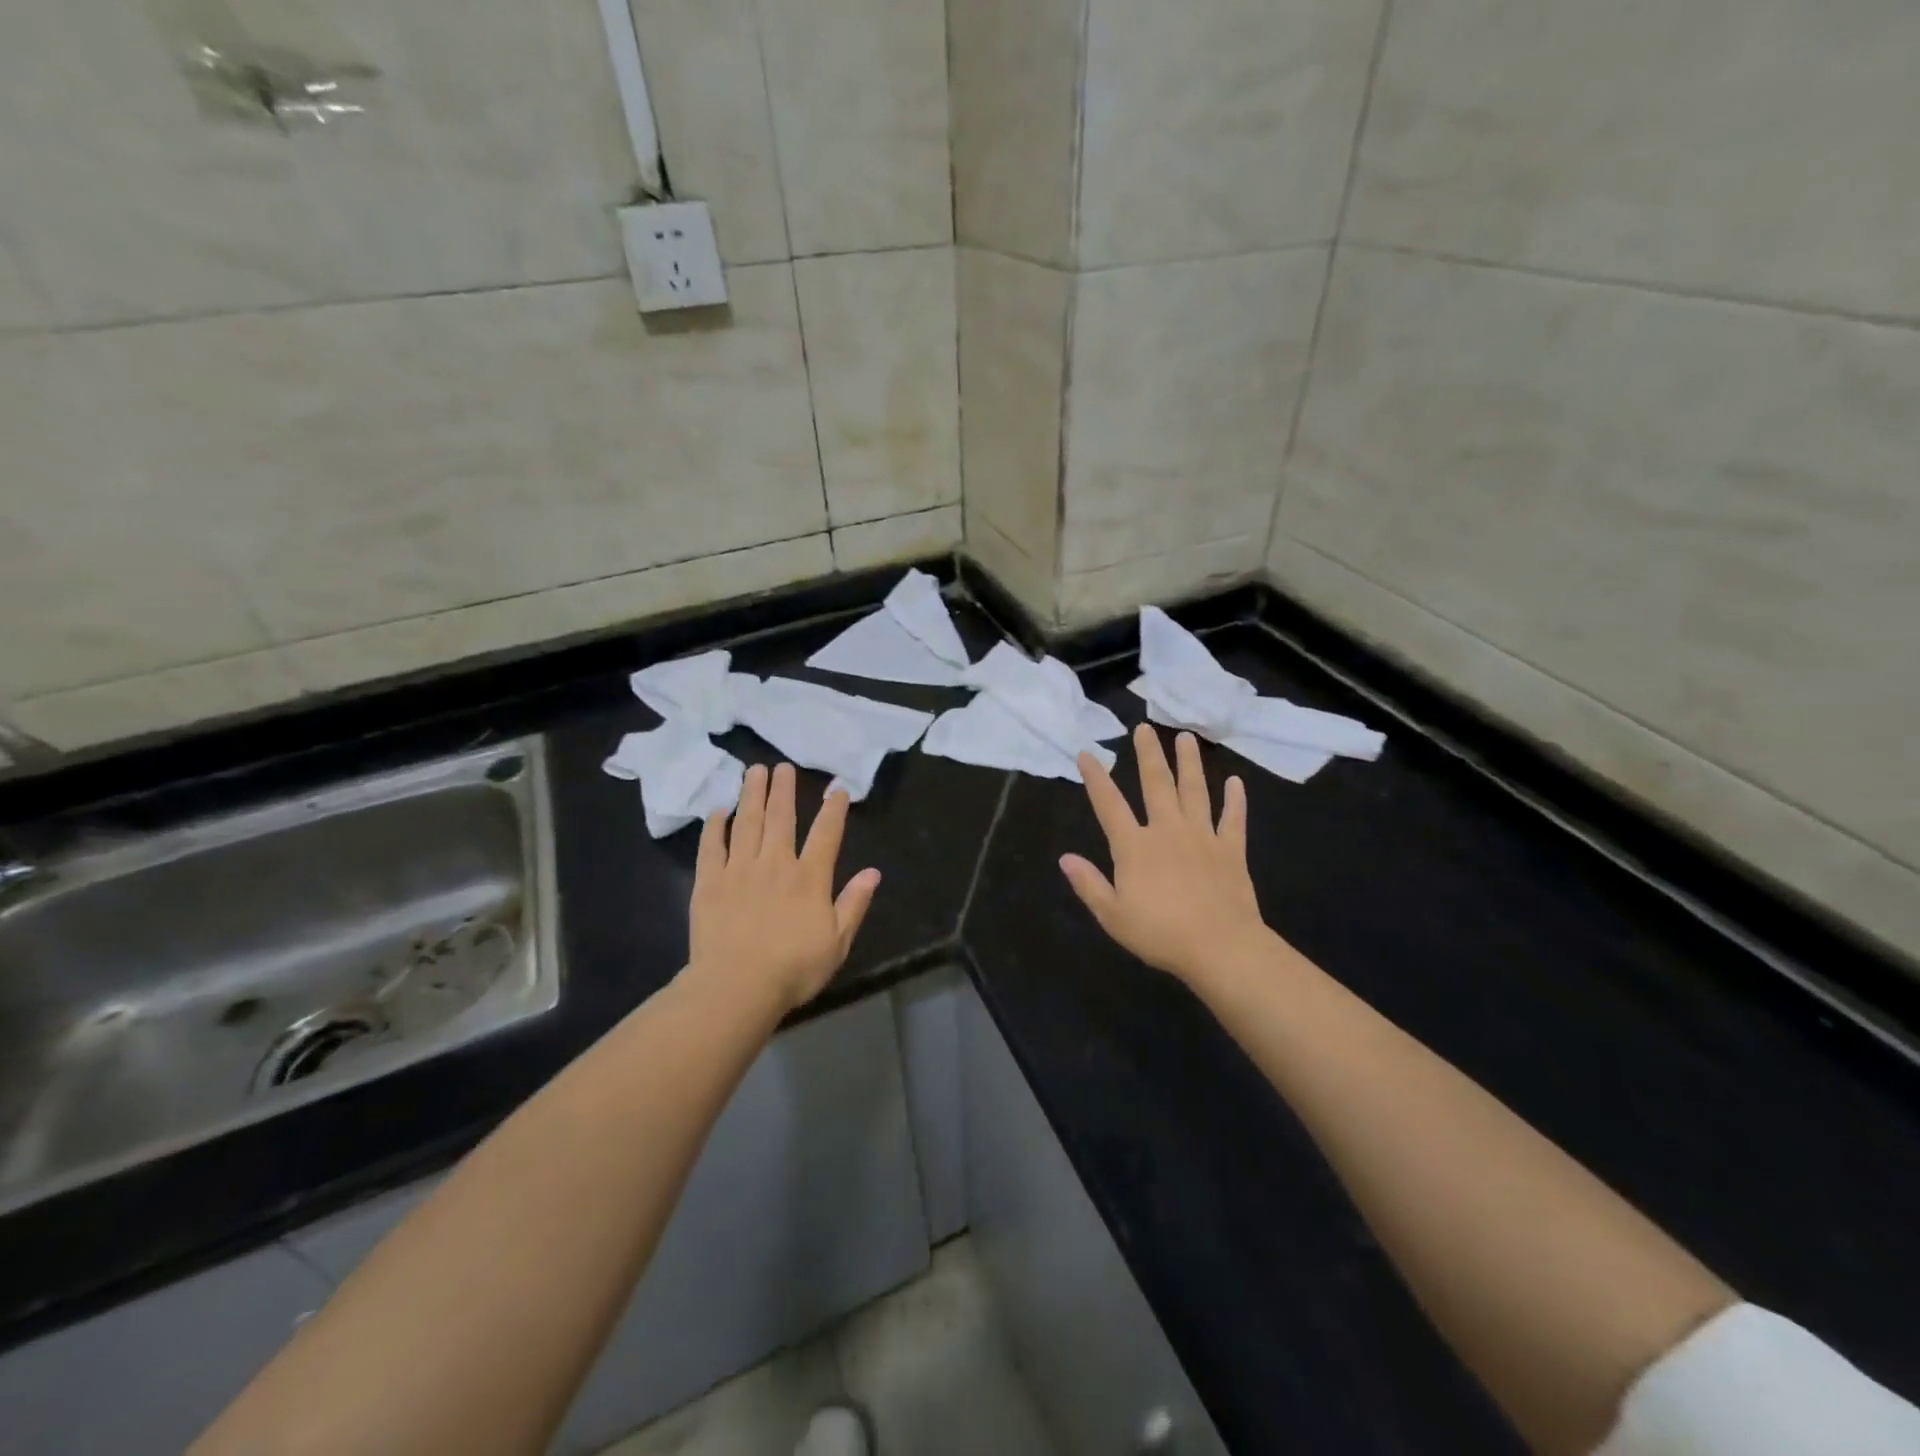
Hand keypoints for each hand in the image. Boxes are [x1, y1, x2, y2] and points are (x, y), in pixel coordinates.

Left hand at [689, 763, 882, 1012]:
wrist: (736, 986)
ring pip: (747, 823)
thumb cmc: (793, 969)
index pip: (826, 834)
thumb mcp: (837, 942)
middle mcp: (775, 864)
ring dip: (752, 795)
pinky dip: (715, 826)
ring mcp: (739, 870)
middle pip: (781, 818)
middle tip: (783, 766)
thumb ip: (854, 904)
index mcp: (809, 878)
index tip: (837, 788)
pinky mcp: (709, 882)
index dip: (833, 809)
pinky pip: (712, 846)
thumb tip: (873, 872)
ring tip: (754, 772)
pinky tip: (719, 811)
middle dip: (784, 790)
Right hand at [1061, 725, 1273, 985]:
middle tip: (1145, 728)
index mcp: (1135, 847)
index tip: (1087, 753)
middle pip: (1156, 785)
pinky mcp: (1231, 850)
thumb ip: (1089, 884)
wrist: (1221, 948)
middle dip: (1148, 754)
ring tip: (1186, 738)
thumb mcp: (1112, 916)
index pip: (1109, 805)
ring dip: (1190, 764)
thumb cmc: (1160, 934)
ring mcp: (1203, 837)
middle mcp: (1167, 831)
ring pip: (1195, 792)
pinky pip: (1233, 819)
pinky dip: (1235, 801)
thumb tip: (1065, 858)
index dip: (1096, 778)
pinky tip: (1236, 783)